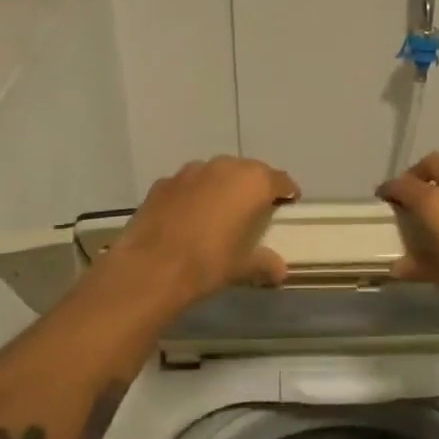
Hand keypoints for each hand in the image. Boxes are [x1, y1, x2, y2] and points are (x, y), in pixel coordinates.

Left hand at [109, 156, 299, 303]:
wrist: (150, 267)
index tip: (288, 205)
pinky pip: (187, 185)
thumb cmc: (209, 262)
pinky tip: (186, 219)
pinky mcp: (163, 183)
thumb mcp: (243, 267)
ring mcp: (190, 172)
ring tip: (218, 213)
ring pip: (215, 174)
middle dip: (253, 188)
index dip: (286, 193)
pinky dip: (192, 196)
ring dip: (221, 188)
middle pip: (248, 172)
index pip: (280, 180)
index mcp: (253, 182)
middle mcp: (224, 167)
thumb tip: (280, 271)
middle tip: (253, 210)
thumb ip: (265, 263)